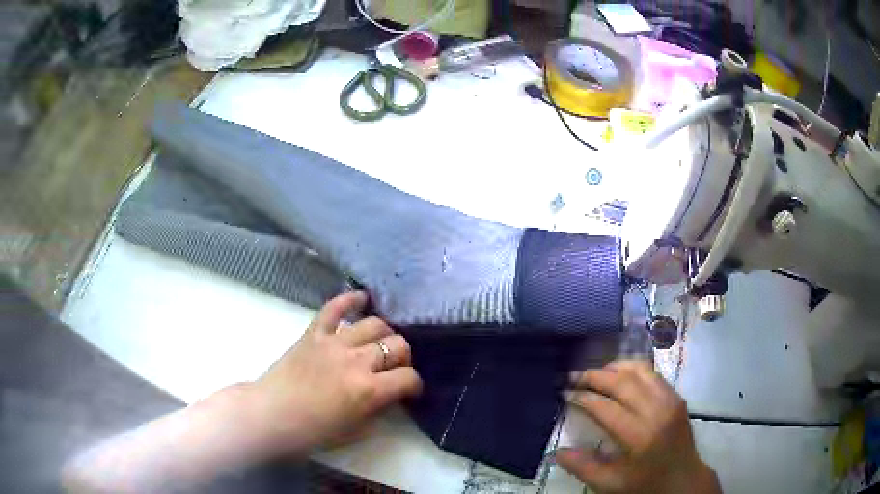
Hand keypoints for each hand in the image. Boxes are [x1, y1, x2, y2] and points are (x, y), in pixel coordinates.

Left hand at [248, 291, 422, 455]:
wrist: (272, 415)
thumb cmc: (313, 431)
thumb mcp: (355, 431)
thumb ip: (378, 411)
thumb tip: (390, 396)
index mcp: (369, 391)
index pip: (408, 378)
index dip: (414, 385)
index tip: (409, 390)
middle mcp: (357, 361)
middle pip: (397, 345)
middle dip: (404, 357)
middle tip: (395, 367)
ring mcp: (334, 343)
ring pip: (374, 324)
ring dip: (384, 333)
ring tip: (380, 342)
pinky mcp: (314, 333)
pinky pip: (334, 308)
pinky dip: (349, 300)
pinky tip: (362, 298)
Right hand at [557, 361, 720, 493]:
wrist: (683, 481)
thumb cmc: (644, 485)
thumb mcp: (610, 485)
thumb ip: (582, 468)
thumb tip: (556, 451)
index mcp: (639, 436)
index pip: (605, 407)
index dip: (582, 397)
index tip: (564, 393)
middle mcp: (657, 411)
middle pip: (622, 382)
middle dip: (594, 376)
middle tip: (573, 377)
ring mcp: (670, 400)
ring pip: (639, 370)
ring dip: (614, 367)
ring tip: (595, 373)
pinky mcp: (676, 397)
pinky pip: (653, 374)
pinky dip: (633, 369)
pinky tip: (620, 376)